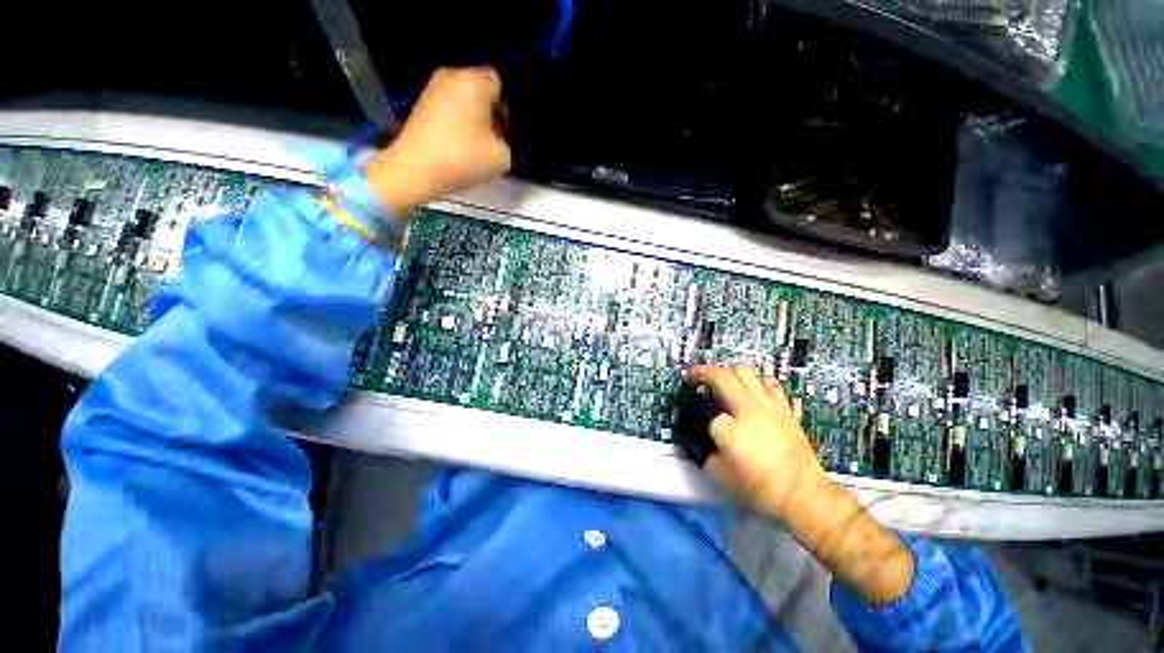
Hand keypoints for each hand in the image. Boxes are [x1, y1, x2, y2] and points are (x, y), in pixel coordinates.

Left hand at [366, 67, 511, 213]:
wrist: (416, 170)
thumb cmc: (463, 158)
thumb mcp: (503, 157)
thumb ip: (511, 143)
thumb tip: (502, 138)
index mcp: (474, 81)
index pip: (500, 85)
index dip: (507, 110)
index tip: (506, 134)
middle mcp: (452, 75)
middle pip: (481, 91)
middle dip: (491, 114)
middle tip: (494, 142)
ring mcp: (433, 88)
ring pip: (465, 100)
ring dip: (474, 120)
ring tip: (476, 147)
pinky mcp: (422, 104)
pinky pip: (450, 108)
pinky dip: (457, 123)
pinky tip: (458, 146)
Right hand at [688, 365, 913, 603]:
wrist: (803, 493)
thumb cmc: (759, 486)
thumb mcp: (720, 473)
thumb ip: (704, 450)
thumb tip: (701, 435)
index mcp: (728, 426)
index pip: (705, 406)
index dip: (698, 407)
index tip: (695, 409)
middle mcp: (748, 407)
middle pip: (723, 375)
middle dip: (705, 372)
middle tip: (696, 377)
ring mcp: (769, 404)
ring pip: (745, 371)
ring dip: (728, 372)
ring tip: (723, 380)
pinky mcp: (785, 408)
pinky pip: (769, 382)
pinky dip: (756, 380)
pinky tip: (752, 389)